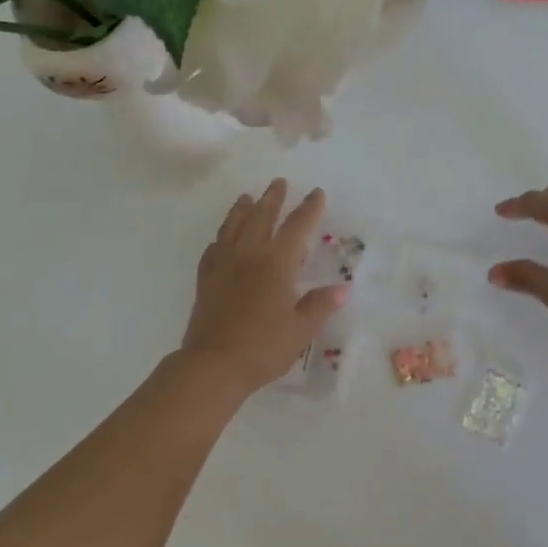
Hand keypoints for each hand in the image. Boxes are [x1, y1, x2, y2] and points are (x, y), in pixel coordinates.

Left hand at [178, 179, 346, 394]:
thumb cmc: (263, 347)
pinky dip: (220, 238)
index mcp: (276, 263)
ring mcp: (223, 264)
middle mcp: (249, 254)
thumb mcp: (300, 329)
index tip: (316, 193)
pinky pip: (213, 249)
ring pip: (233, 226)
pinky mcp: (206, 279)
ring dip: (242, 209)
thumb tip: (341, 289)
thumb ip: (320, 306)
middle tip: (279, 183)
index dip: (309, 209)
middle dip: (273, 198)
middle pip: (261, 217)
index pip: (297, 227)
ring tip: (247, 198)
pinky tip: (221, 240)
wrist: (213, 364)